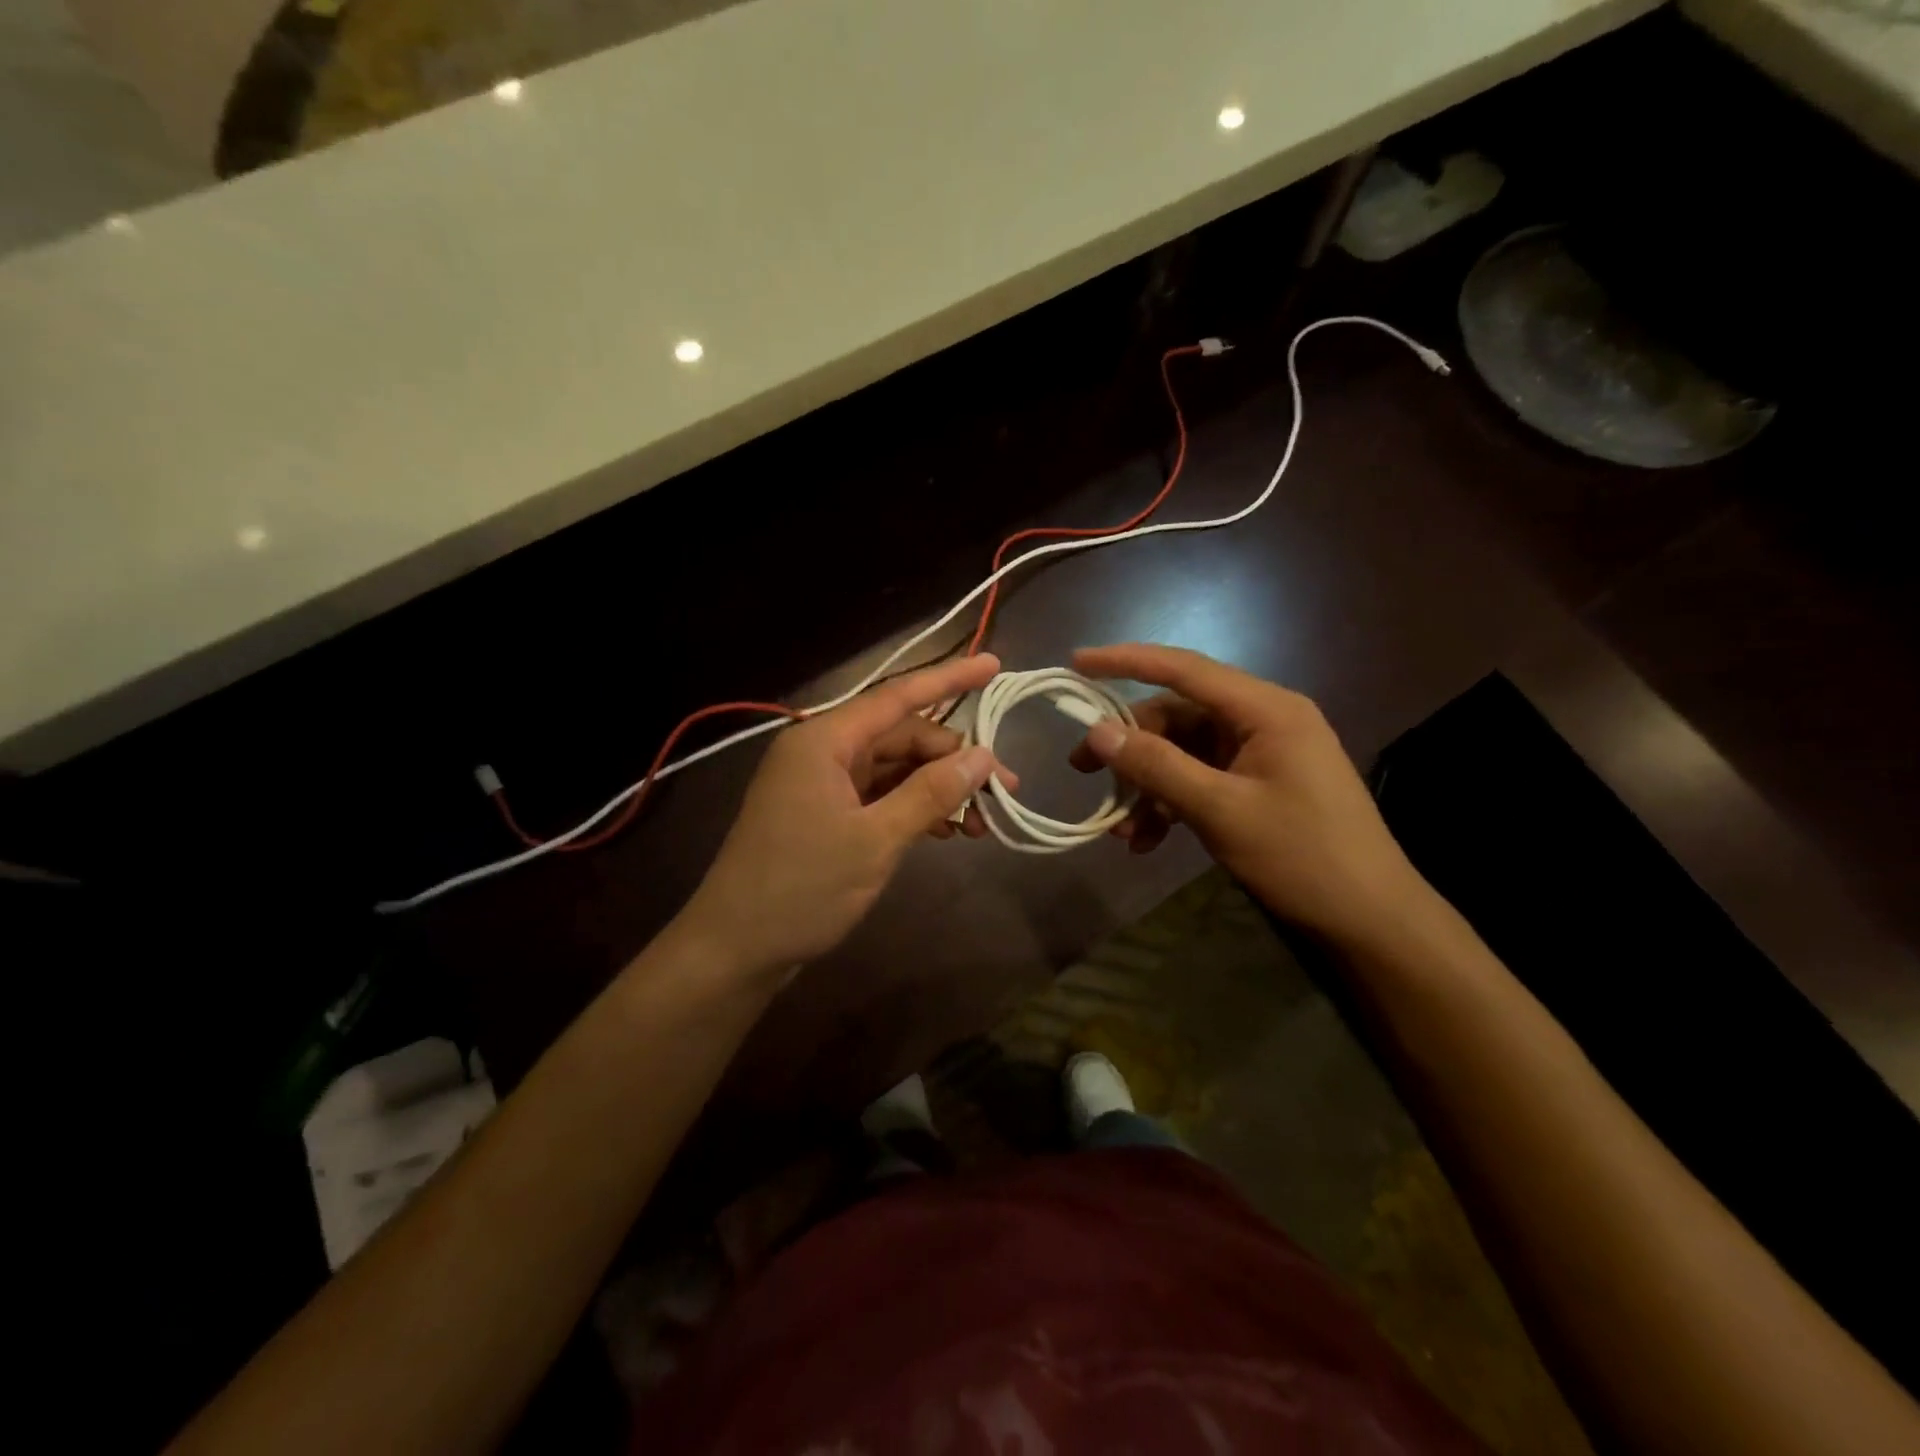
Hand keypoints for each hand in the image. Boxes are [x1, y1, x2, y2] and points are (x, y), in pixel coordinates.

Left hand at [680, 654, 1016, 975]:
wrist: (736, 949)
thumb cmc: (802, 888)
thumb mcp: (876, 840)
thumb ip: (931, 793)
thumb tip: (983, 757)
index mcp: (825, 740)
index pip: (898, 697)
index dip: (950, 680)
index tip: (994, 665)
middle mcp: (822, 751)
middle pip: (901, 738)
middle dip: (954, 760)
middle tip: (1003, 792)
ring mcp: (821, 783)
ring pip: (894, 769)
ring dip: (938, 790)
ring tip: (981, 823)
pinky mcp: (824, 813)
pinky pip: (879, 795)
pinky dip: (913, 809)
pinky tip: (945, 832)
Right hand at [1070, 644, 1430, 948]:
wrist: (1370, 919)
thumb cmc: (1302, 857)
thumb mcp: (1220, 810)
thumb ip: (1157, 766)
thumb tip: (1098, 731)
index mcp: (1265, 709)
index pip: (1184, 669)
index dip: (1126, 661)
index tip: (1077, 662)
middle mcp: (1262, 720)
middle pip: (1177, 715)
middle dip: (1130, 746)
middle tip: (1082, 771)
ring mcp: (1261, 753)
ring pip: (1183, 752)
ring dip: (1147, 785)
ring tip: (1119, 828)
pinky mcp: (1258, 784)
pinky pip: (1200, 779)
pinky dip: (1170, 803)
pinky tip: (1147, 840)